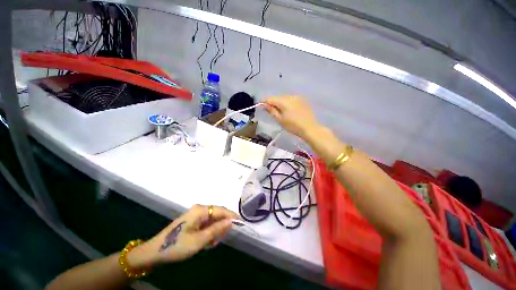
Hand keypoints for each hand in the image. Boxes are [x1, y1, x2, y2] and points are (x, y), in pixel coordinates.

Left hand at [127, 205, 238, 268]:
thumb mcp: (199, 240)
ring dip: (214, 232)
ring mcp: (196, 215)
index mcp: (201, 210)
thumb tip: (231, 221)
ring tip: (208, 245)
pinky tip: (204, 242)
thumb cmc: (177, 246)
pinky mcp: (193, 221)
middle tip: (217, 242)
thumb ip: (216, 230)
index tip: (241, 223)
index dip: (232, 216)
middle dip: (220, 228)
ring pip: (213, 221)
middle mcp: (199, 209)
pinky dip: (208, 233)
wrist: (154, 252)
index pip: (222, 210)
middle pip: (218, 215)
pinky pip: (206, 224)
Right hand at [264, 96, 319, 138]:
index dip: (264, 101)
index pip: (270, 98)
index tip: (259, 106)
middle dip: (272, 103)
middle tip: (270, 111)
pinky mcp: (302, 100)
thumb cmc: (293, 126)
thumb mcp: (280, 120)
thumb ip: (271, 110)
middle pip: (277, 97)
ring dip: (280, 103)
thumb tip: (263, 104)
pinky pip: (291, 99)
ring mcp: (297, 97)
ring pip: (284, 98)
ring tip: (281, 112)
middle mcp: (290, 96)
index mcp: (283, 101)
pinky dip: (287, 103)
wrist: (310, 128)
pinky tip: (289, 111)